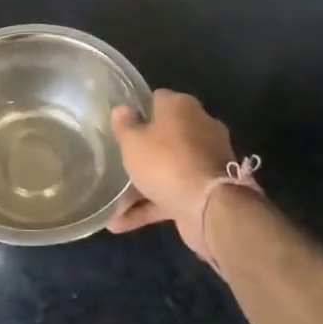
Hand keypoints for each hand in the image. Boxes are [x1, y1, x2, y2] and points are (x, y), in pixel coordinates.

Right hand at [107, 90, 254, 260]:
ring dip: (144, 183)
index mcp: (182, 107)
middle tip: (119, 160)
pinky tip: (120, 224)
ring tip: (113, 202)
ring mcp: (207, 160)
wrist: (209, 207)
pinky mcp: (207, 189)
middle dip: (145, 149)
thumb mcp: (133, 142)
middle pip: (166, 134)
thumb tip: (122, 109)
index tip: (121, 125)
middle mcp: (199, 127)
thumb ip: (125, 125)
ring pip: (169, 166)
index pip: (157, 99)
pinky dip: (151, 206)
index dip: (138, 111)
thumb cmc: (165, 161)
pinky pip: (174, 192)